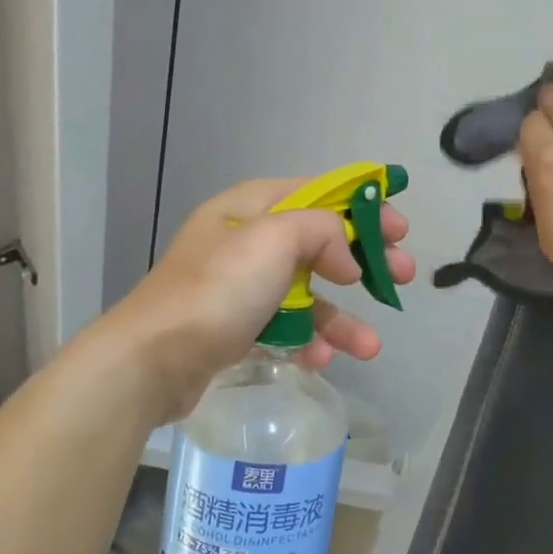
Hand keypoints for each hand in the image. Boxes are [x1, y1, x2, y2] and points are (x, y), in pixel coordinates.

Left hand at [100, 177, 414, 422]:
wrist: (150, 361)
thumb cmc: (217, 290)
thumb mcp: (273, 240)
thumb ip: (323, 231)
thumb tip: (346, 258)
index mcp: (251, 207)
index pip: (319, 192)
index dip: (363, 206)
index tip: (399, 228)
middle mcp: (246, 240)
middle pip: (319, 242)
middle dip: (363, 262)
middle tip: (402, 276)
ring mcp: (240, 287)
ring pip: (307, 293)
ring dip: (342, 317)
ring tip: (370, 345)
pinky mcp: (236, 327)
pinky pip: (285, 326)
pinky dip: (308, 341)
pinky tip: (321, 359)